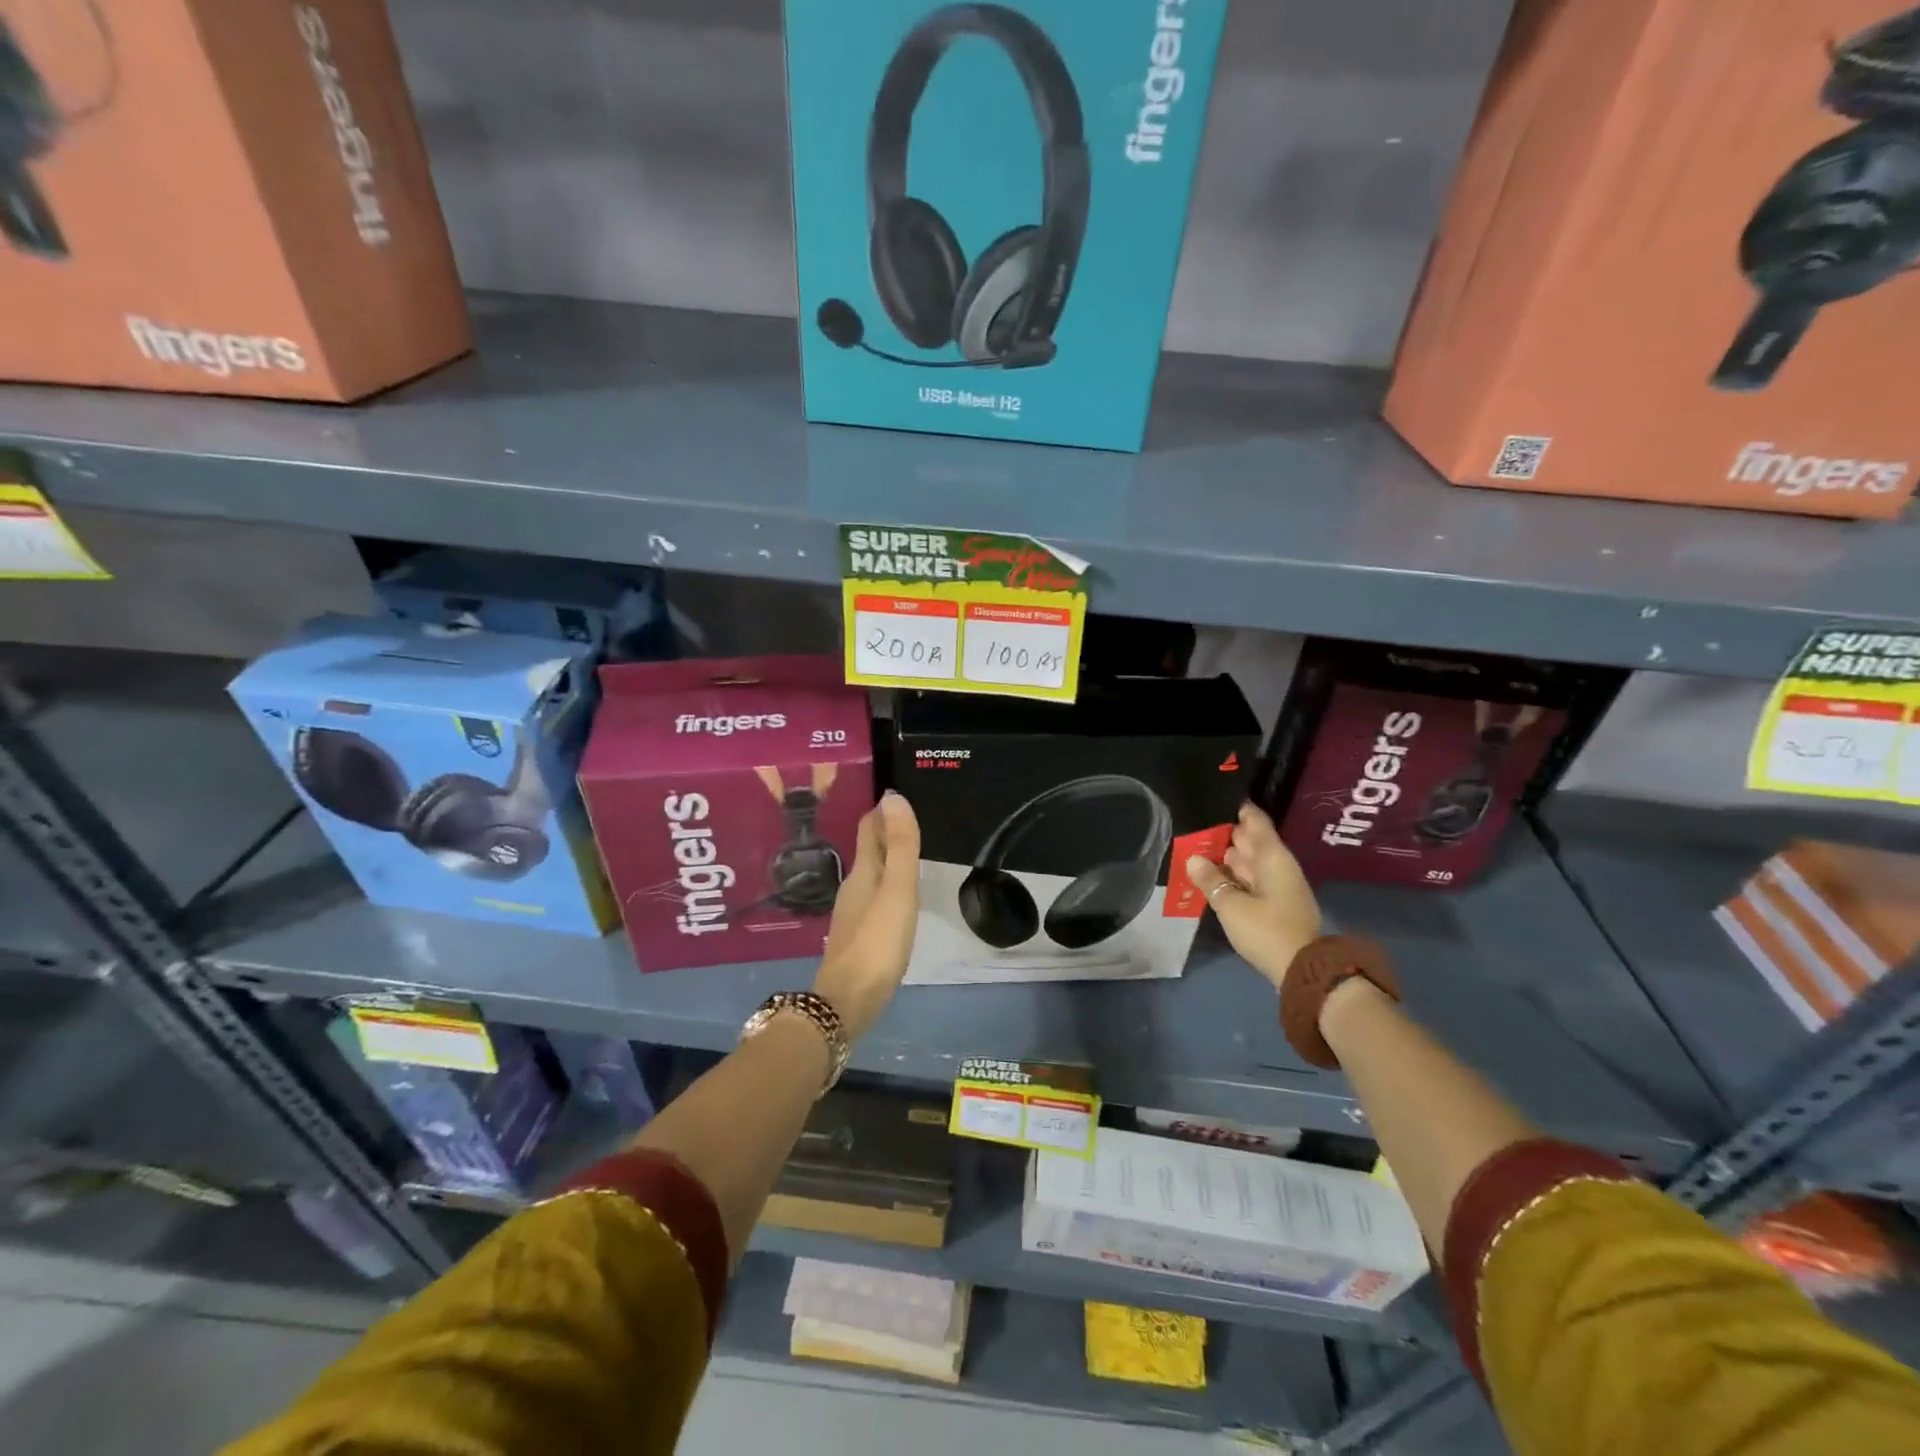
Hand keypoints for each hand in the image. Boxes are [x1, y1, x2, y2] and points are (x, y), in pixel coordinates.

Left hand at [812, 790, 920, 1041]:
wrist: (847, 1002)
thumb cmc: (876, 943)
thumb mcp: (897, 891)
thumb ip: (900, 846)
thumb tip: (893, 796)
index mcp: (863, 872)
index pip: (869, 829)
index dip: (883, 811)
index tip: (899, 794)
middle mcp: (853, 888)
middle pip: (869, 850)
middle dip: (886, 831)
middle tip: (911, 818)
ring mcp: (853, 914)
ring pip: (871, 875)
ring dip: (887, 858)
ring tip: (909, 851)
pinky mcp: (858, 937)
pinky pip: (874, 898)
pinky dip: (887, 885)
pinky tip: (898, 898)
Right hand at [1185, 803, 1322, 989]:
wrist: (1302, 971)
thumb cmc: (1267, 930)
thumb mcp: (1231, 906)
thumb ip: (1211, 880)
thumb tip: (1193, 859)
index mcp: (1272, 857)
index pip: (1255, 821)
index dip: (1237, 810)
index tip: (1213, 801)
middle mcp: (1278, 866)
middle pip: (1251, 842)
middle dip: (1225, 835)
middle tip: (1195, 828)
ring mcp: (1279, 886)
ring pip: (1250, 863)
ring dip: (1227, 858)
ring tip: (1196, 851)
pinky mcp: (1276, 904)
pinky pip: (1252, 880)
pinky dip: (1234, 877)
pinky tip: (1213, 879)